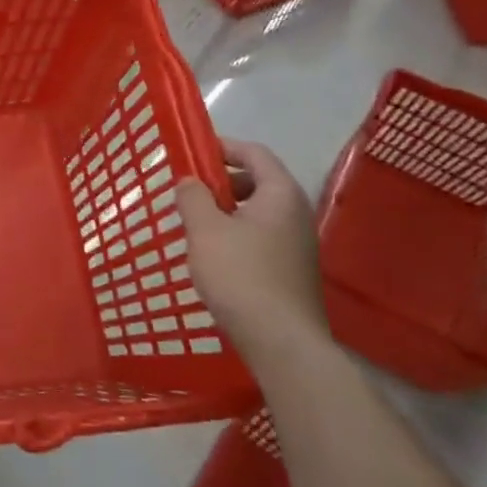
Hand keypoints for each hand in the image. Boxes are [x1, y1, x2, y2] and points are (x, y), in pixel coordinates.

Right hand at [177, 139, 329, 367]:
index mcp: (280, 195)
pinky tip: (213, 255)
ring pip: (257, 212)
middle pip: (258, 181)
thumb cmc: (240, 275)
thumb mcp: (205, 230)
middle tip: (188, 191)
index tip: (193, 151)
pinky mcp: (291, 270)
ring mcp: (297, 244)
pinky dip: (236, 234)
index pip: (255, 153)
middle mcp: (296, 214)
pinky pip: (261, 237)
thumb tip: (189, 181)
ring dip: (226, 210)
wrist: (281, 340)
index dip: (224, 147)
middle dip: (222, 181)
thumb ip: (193, 197)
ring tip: (194, 224)